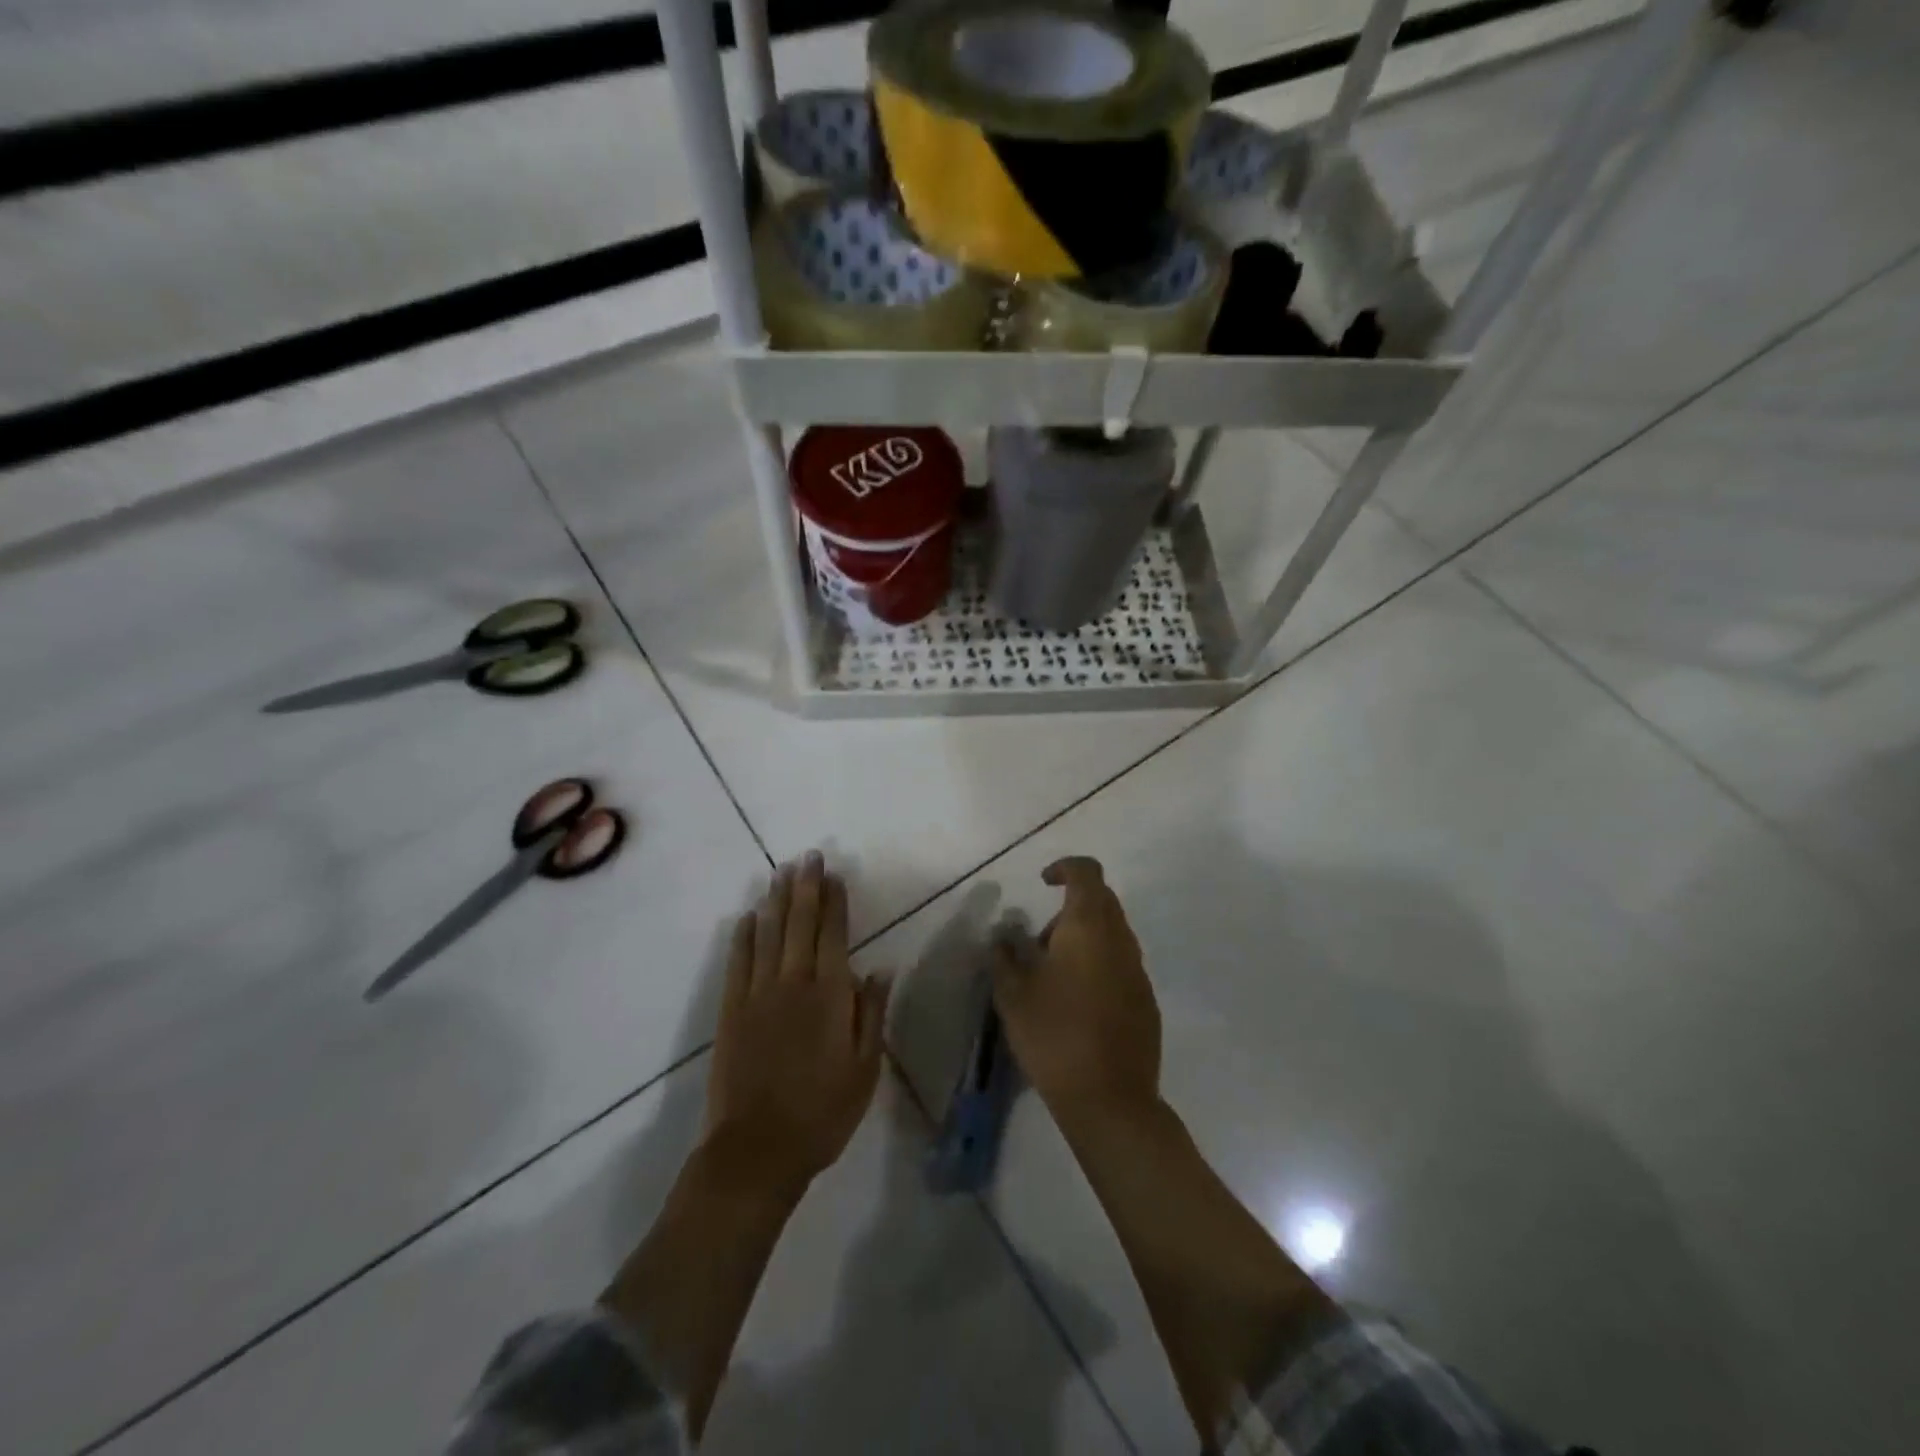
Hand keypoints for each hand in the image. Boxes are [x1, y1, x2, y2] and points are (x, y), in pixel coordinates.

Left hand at [702, 851, 891, 1198]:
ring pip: (768, 935)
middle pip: (799, 925)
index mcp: (830, 996)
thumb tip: (881, 968)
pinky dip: (743, 936)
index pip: (833, 935)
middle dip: (805, 888)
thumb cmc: (822, 1112)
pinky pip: (738, 963)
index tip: (835, 875)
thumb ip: (871, 1013)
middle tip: (808, 857)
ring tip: (780, 872)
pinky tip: (747, 917)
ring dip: (775, 901)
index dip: (835, 902)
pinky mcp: (731, 1011)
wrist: (758, 1150)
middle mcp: (793, 984)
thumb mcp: (865, 1068)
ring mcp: (758, 995)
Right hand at [992, 856, 1161, 1136]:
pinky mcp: (1146, 1001)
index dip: (1065, 867)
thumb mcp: (1012, 995)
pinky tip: (1076, 1005)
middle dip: (1068, 910)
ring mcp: (1138, 971)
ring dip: (1082, 940)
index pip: (1087, 872)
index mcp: (1089, 927)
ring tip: (1051, 979)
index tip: (1043, 883)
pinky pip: (1120, 965)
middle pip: (1101, 901)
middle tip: (1037, 944)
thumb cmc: (1054, 1035)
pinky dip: (1097, 967)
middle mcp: (1121, 940)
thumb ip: (1004, 957)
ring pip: (1111, 934)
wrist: (1110, 1100)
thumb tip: (1003, 938)